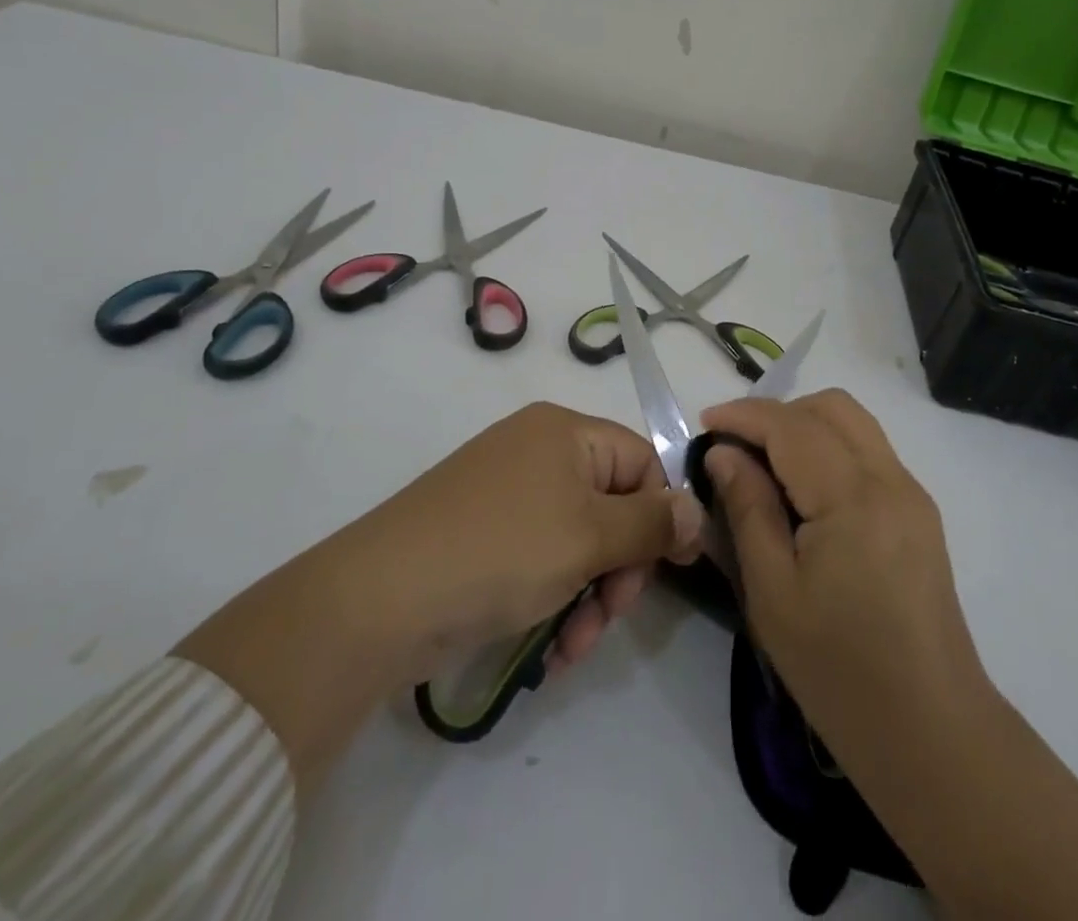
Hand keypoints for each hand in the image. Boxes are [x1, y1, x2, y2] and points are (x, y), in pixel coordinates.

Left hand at [176, 401, 701, 793]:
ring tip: (573, 646)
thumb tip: (698, 509)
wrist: (378, 600)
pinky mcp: (483, 533)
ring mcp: (507, 492)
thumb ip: (651, 524)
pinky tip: (549, 645)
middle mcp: (538, 450)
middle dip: (619, 567)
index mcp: (565, 431)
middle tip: (607, 616)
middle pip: (612, 503)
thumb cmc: (500, 552)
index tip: (664, 573)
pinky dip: (554, 596)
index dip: (659, 516)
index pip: (642, 462)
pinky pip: (542, 556)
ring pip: (579, 539)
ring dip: (589, 593)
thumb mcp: (589, 537)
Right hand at [700, 390, 1077, 920]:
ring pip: (854, 424)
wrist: (930, 731)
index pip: (792, 426)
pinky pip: (868, 452)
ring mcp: (912, 493)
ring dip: (805, 426)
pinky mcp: (919, 513)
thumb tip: (724, 453)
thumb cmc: (838, 670)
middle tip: (737, 447)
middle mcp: (891, 479)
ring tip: (765, 464)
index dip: (744, 415)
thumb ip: (747, 509)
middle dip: (778, 413)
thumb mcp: (772, 592)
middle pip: (832, 407)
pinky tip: (804, 492)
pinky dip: (830, 449)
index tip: (704, 423)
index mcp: (854, 497)